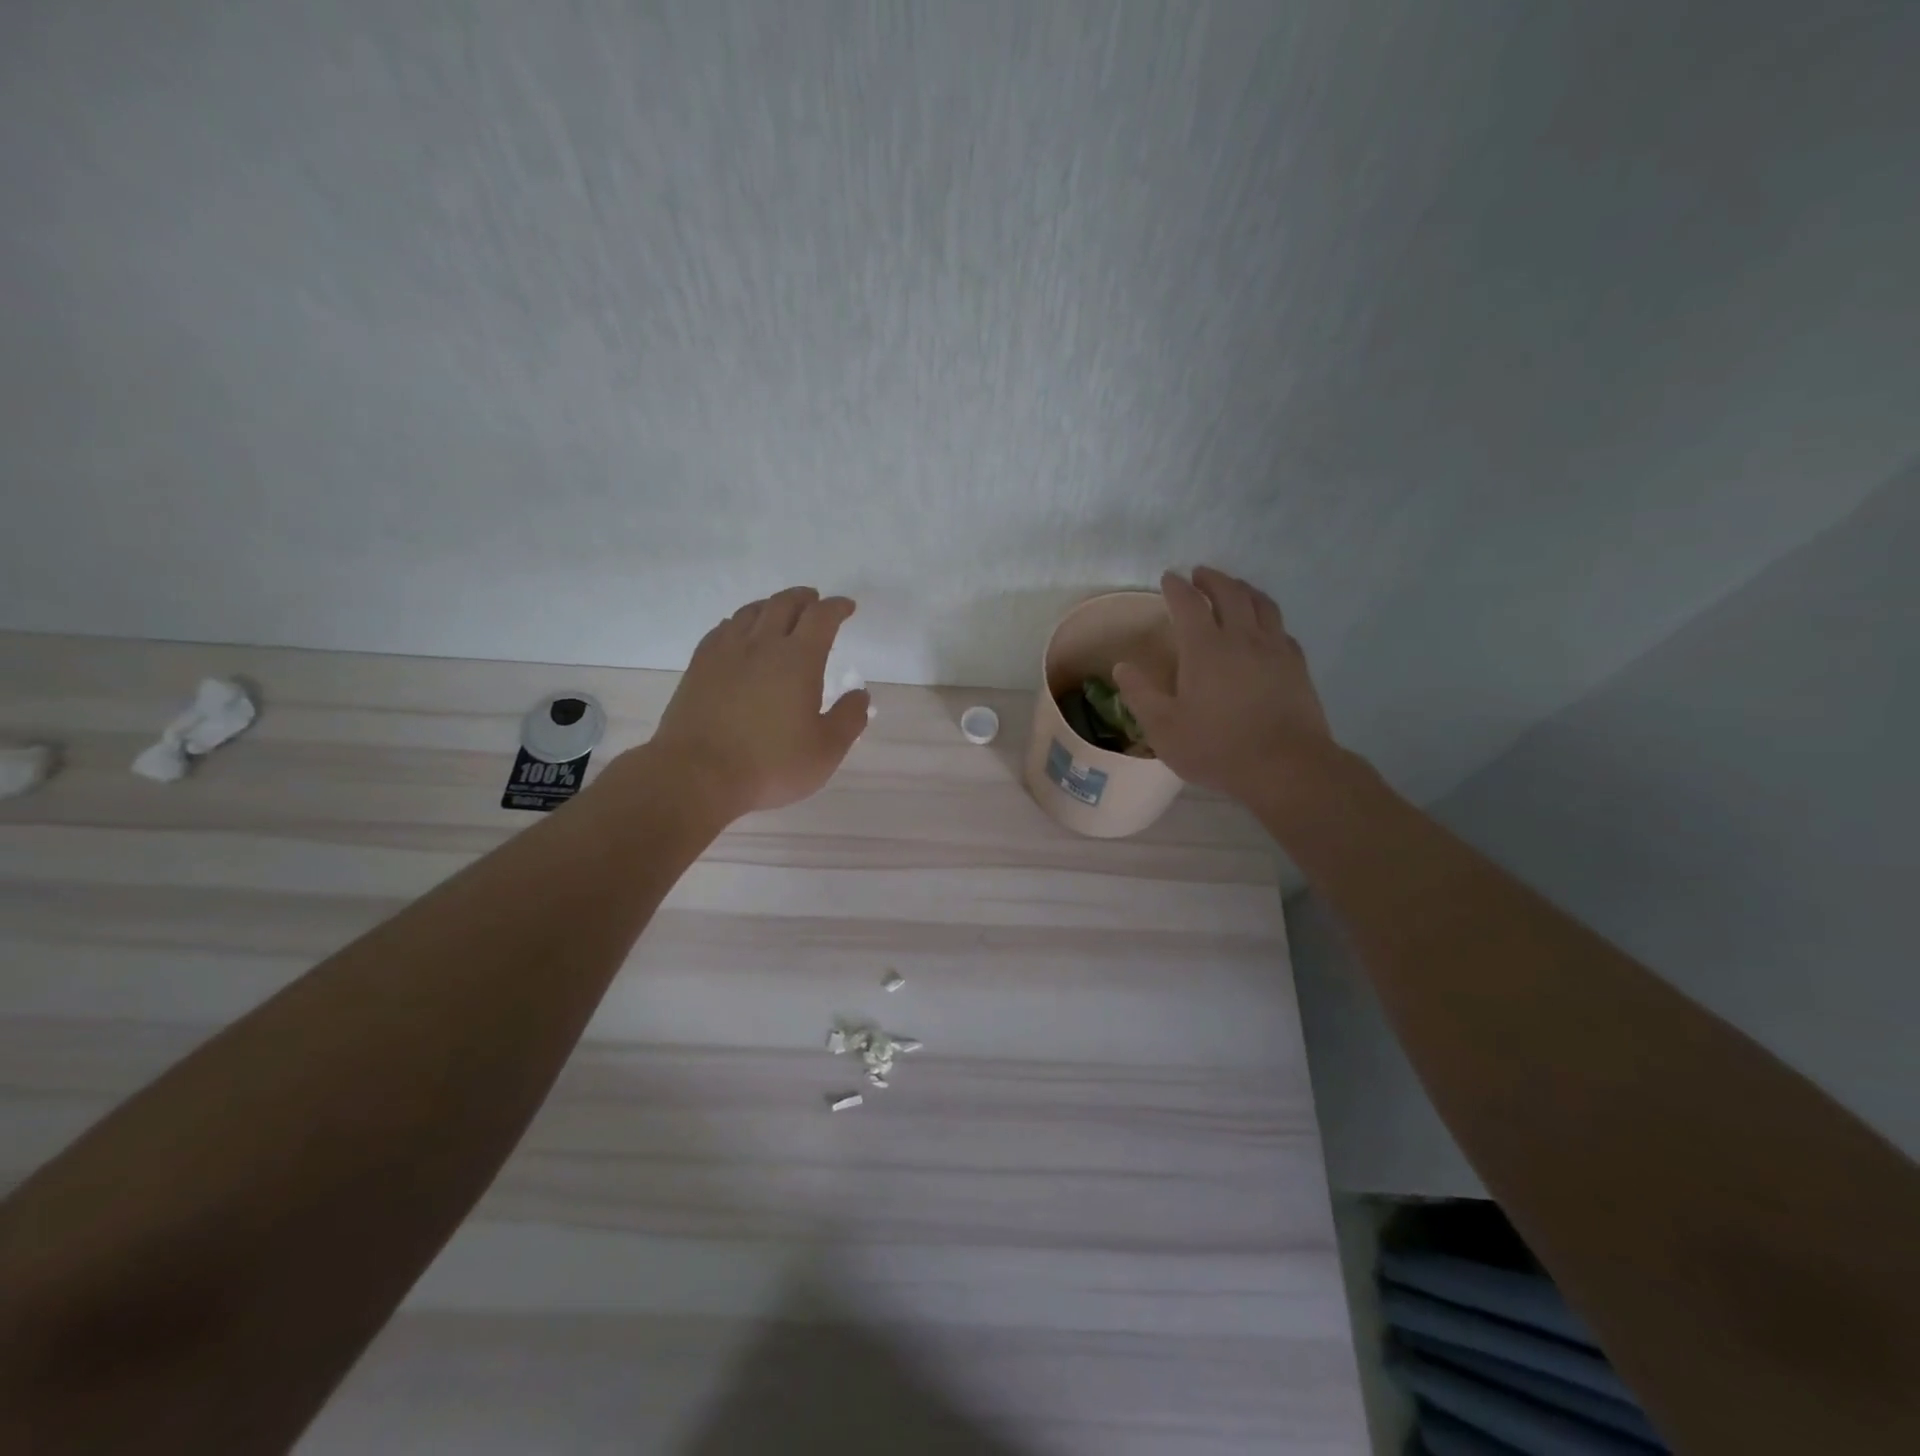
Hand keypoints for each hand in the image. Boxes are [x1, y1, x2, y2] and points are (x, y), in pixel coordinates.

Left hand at [643, 587, 870, 819]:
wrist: (697, 775)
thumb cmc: (770, 765)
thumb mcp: (825, 750)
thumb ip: (849, 719)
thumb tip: (860, 694)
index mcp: (798, 659)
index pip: (821, 618)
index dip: (837, 607)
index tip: (847, 607)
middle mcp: (762, 645)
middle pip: (783, 604)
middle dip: (804, 599)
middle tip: (815, 601)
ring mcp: (725, 653)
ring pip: (751, 612)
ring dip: (771, 605)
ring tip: (780, 612)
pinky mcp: (699, 667)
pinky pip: (722, 629)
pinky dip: (739, 623)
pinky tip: (739, 633)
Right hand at [1112, 567, 1334, 802]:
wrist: (1286, 767)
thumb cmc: (1217, 748)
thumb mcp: (1164, 728)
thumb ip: (1140, 694)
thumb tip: (1122, 667)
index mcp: (1205, 649)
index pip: (1188, 604)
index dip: (1177, 587)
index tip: (1168, 577)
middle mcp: (1242, 638)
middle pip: (1229, 593)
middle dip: (1212, 579)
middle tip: (1199, 574)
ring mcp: (1274, 650)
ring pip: (1261, 604)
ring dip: (1243, 589)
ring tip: (1233, 588)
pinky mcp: (1297, 666)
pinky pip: (1281, 629)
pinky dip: (1267, 618)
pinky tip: (1264, 628)